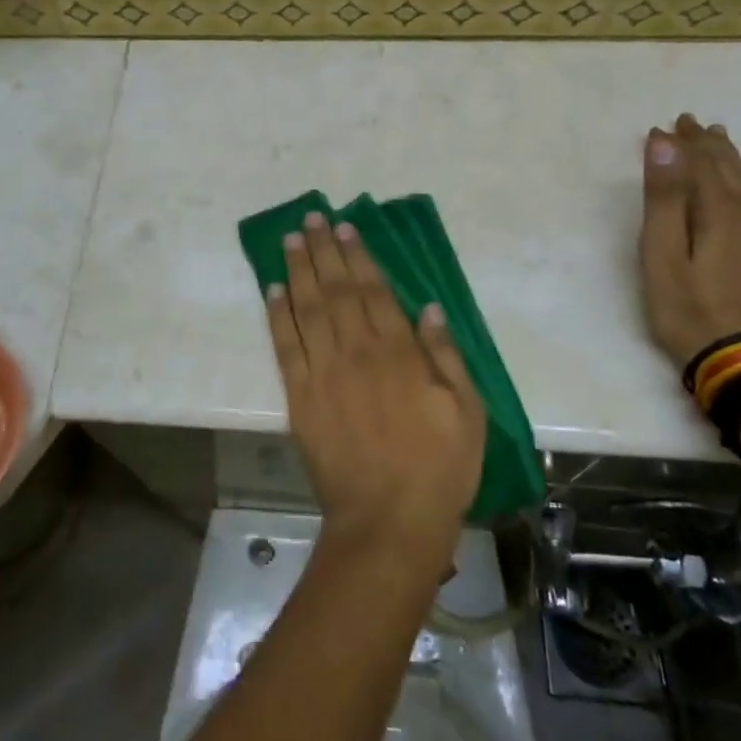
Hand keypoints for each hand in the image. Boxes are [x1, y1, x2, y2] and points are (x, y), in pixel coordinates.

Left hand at [266, 214, 485, 568]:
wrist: (388, 521)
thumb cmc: (439, 468)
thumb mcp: (467, 412)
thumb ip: (446, 356)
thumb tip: (428, 308)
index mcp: (399, 353)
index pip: (373, 291)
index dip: (357, 256)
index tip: (344, 228)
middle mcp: (357, 352)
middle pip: (336, 291)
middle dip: (323, 252)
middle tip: (311, 219)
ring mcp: (324, 373)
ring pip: (307, 309)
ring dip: (297, 271)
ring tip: (290, 240)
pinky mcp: (300, 398)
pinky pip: (285, 347)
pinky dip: (277, 315)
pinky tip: (273, 290)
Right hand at [639, 114, 740, 370]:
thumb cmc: (690, 310)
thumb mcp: (662, 255)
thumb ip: (665, 198)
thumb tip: (665, 143)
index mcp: (719, 211)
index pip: (700, 163)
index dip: (681, 143)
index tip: (663, 125)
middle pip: (728, 169)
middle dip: (707, 144)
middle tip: (690, 123)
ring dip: (732, 159)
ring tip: (723, 141)